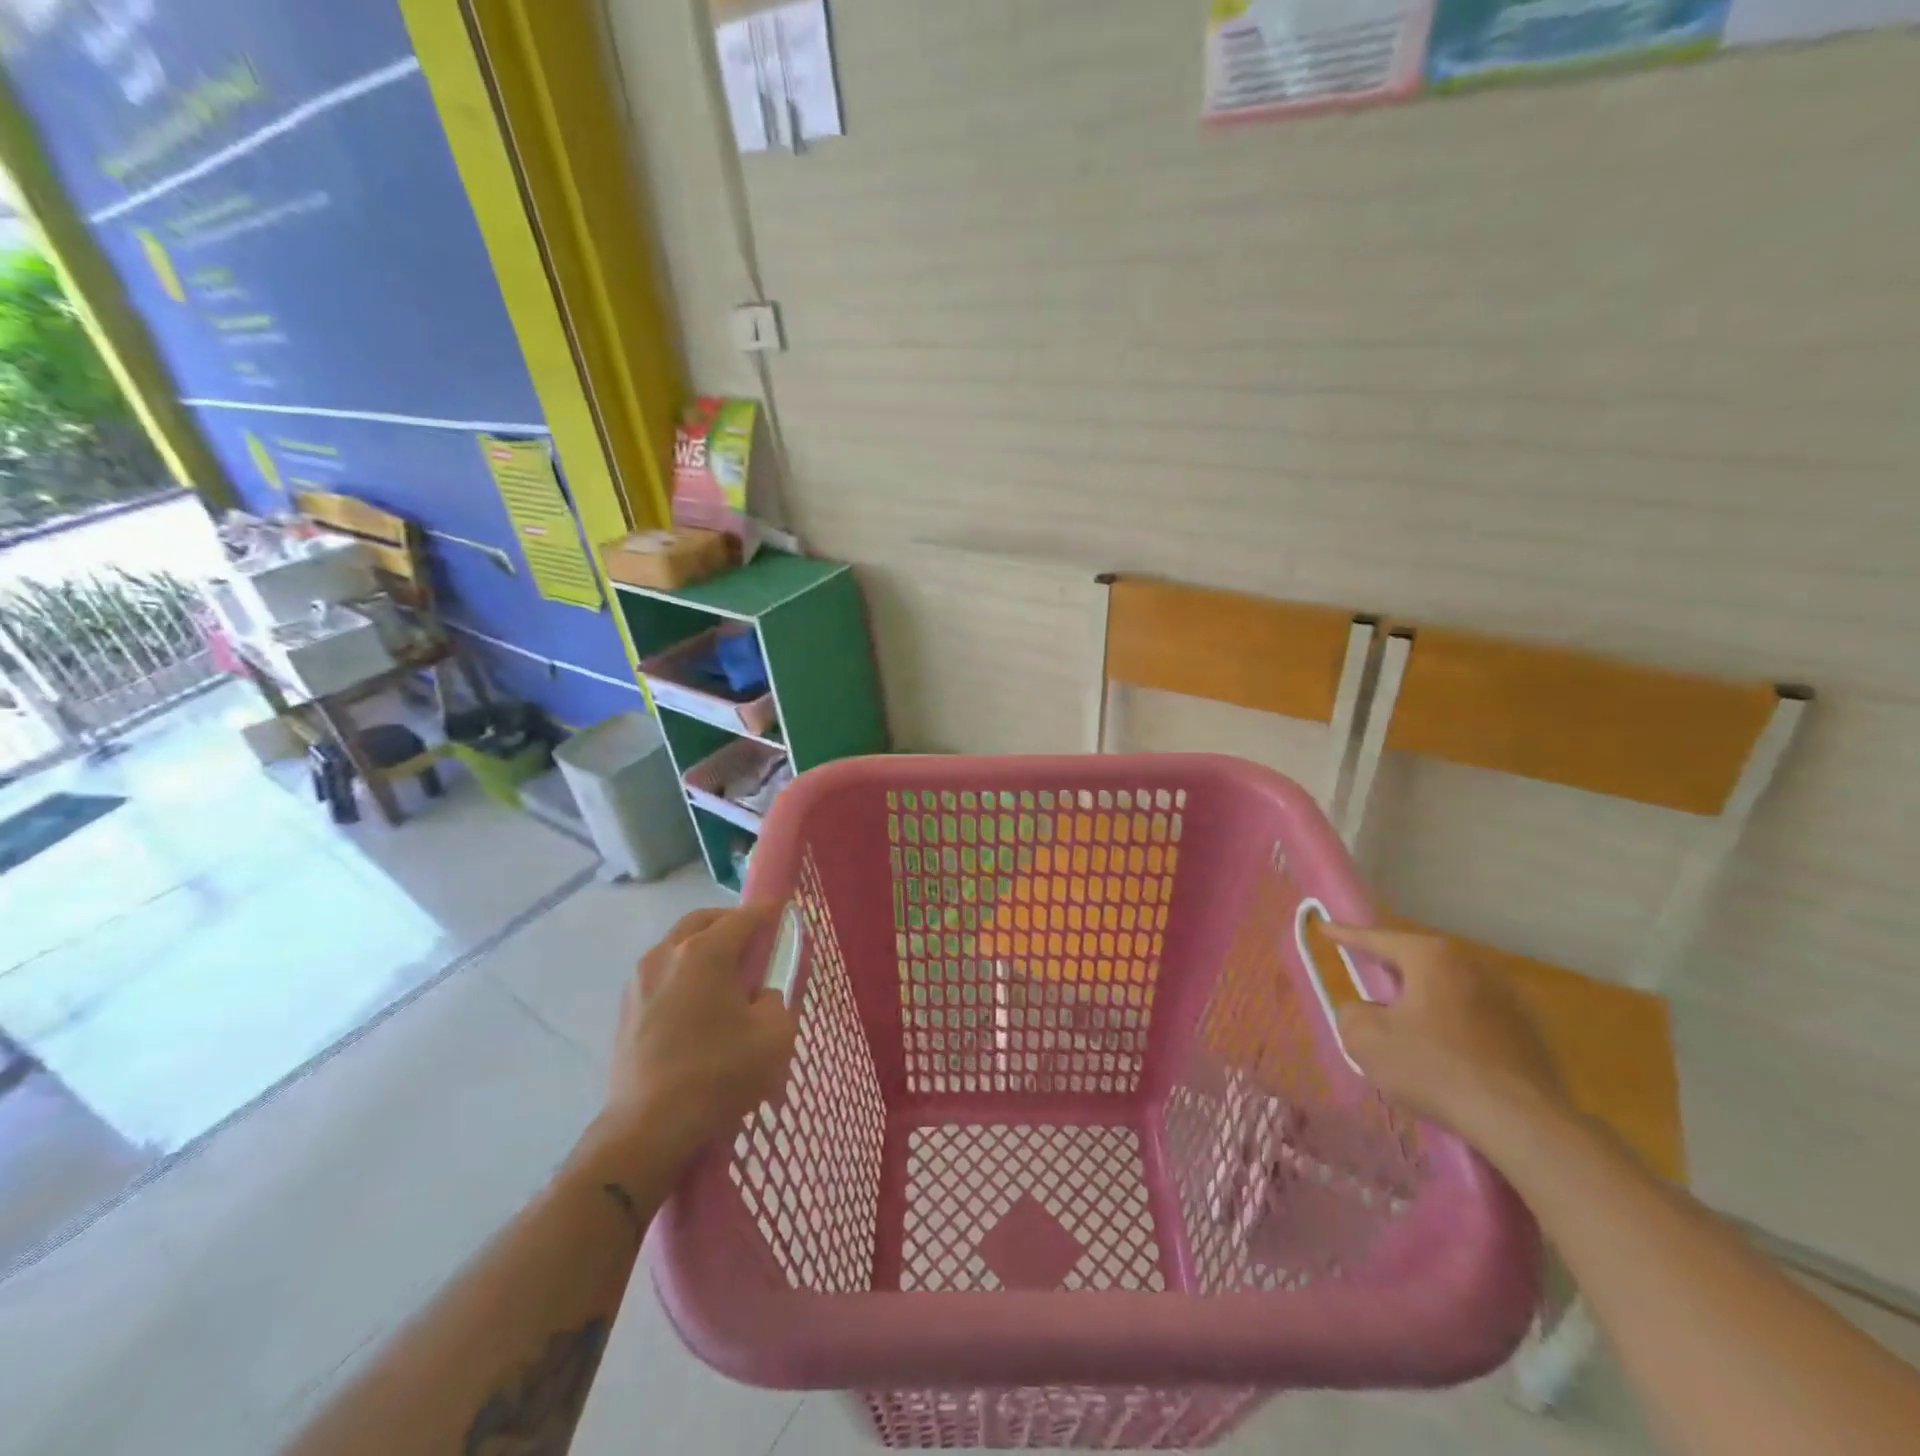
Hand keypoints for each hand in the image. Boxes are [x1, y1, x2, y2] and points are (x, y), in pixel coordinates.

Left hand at [591, 904, 797, 1182]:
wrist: (648, 1128)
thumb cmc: (718, 1075)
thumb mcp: (774, 1036)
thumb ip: (778, 999)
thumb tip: (764, 992)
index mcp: (706, 952)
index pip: (745, 916)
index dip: (769, 912)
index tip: (785, 912)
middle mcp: (668, 953)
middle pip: (704, 920)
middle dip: (731, 922)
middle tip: (754, 941)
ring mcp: (641, 979)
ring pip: (677, 943)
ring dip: (703, 946)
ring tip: (724, 975)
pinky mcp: (626, 1006)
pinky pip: (661, 971)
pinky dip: (682, 971)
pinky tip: (696, 1003)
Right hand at [1324, 924, 1568, 1142]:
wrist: (1523, 1123)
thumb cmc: (1434, 1068)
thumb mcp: (1366, 1039)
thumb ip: (1350, 1013)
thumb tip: (1364, 1011)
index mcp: (1431, 957)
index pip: (1377, 938)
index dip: (1345, 934)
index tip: (1324, 926)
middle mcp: (1472, 965)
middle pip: (1417, 960)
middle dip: (1390, 968)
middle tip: (1367, 976)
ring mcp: (1507, 997)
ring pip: (1448, 988)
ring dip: (1424, 999)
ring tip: (1405, 1022)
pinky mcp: (1528, 1032)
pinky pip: (1474, 1016)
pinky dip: (1452, 1024)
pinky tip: (1445, 1053)